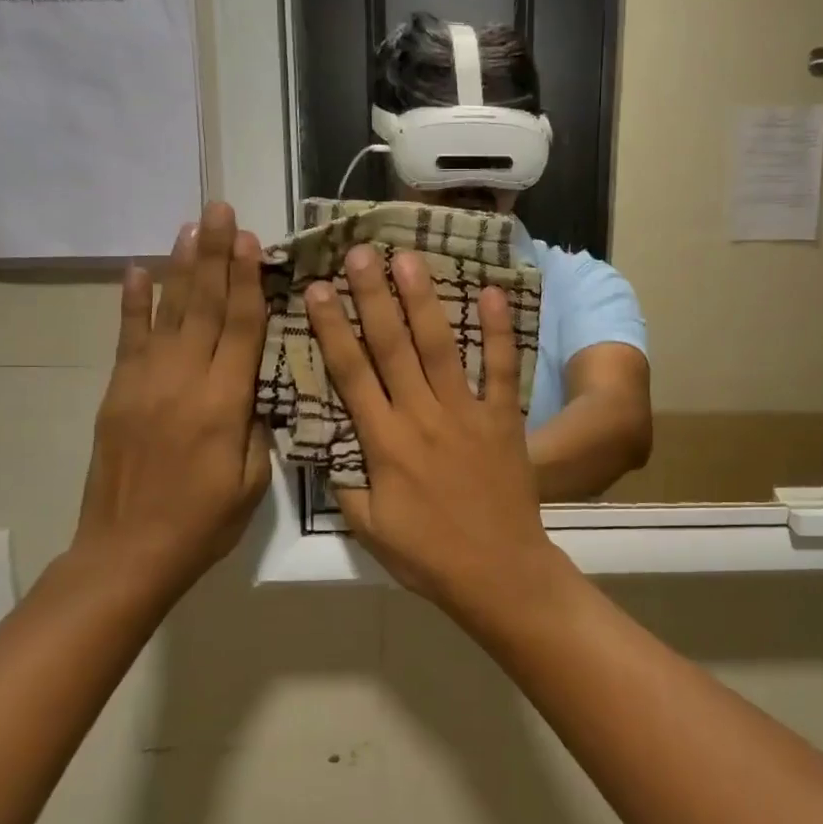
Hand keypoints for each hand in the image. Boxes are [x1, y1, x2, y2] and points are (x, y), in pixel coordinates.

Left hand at [73, 202, 272, 596]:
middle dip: (215, 256)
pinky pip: (128, 339)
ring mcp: (144, 383)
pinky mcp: (118, 393)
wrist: (127, 553)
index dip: (248, 280)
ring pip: (168, 313)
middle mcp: (183, 381)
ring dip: (181, 267)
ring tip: (191, 226)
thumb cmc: (204, 522)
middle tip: (221, 210)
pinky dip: (133, 302)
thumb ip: (258, 426)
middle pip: (204, 307)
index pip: (241, 327)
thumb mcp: (253, 480)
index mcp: (223, 403)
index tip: (251, 240)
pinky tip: (140, 271)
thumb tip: (258, 386)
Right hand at [305, 246, 562, 610]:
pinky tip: (493, 292)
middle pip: (393, 347)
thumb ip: (345, 481)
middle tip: (360, 252)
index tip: (318, 289)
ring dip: (423, 301)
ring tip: (409, 259)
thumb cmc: (427, 555)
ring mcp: (467, 413)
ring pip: (440, 348)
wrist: (498, 572)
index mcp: (385, 443)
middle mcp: (422, 417)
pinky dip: (499, 331)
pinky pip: (502, 368)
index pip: (351, 374)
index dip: (333, 329)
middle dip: (373, 297)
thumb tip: (322, 440)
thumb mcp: (369, 527)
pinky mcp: (504, 418)